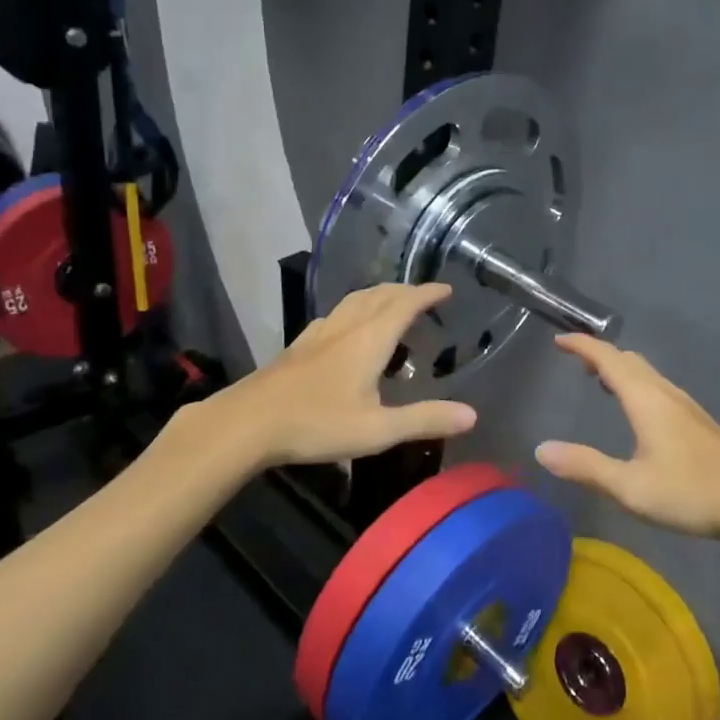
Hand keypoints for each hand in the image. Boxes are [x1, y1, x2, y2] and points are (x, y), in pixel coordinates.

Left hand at [223, 283, 477, 467]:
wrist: (247, 423)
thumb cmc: (317, 424)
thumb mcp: (378, 430)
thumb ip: (425, 420)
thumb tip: (472, 414)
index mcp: (369, 339)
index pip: (404, 304)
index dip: (427, 294)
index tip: (446, 289)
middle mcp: (345, 327)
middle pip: (379, 295)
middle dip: (405, 291)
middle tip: (424, 296)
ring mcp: (318, 334)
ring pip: (354, 302)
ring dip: (379, 296)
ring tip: (391, 305)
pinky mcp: (298, 346)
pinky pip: (336, 315)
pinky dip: (355, 310)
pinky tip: (347, 329)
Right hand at [535, 335, 719, 541]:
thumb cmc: (691, 492)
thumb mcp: (629, 487)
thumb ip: (585, 467)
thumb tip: (541, 450)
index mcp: (646, 399)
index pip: (608, 358)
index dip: (582, 345)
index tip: (558, 341)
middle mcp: (666, 393)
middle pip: (629, 360)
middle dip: (600, 355)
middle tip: (576, 363)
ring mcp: (687, 406)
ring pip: (648, 373)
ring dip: (621, 370)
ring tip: (601, 383)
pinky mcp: (699, 422)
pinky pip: (659, 388)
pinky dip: (637, 385)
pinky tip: (639, 413)